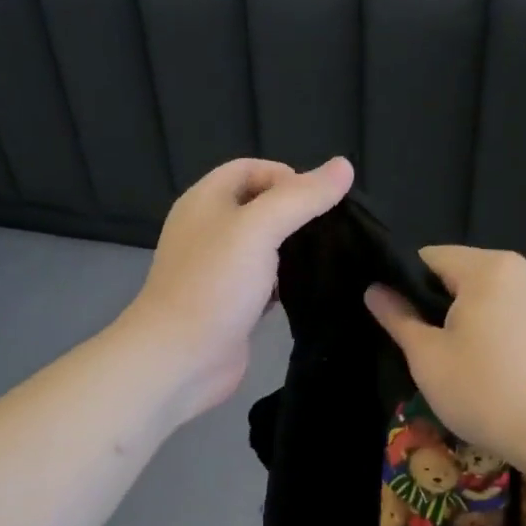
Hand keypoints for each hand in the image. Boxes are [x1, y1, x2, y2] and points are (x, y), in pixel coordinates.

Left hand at [121, 156, 353, 418]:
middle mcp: (209, 230)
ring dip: (294, 249)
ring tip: (330, 257)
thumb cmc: (215, 285)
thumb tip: (344, 167)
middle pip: (259, 206)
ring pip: (264, 247)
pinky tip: (310, 289)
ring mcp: (219, 270)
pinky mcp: (232, 304)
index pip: (251, 169)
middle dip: (296, 213)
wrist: (181, 358)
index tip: (322, 201)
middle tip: (334, 230)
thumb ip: (301, 198)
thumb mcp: (259, 229)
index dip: (288, 176)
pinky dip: (286, 282)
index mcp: (206, 201)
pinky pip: (264, 282)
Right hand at [364, 246, 525, 471]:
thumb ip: (399, 319)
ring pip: (503, 297)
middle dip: (450, 306)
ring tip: (480, 368)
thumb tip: (375, 290)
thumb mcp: (429, 360)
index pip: (433, 257)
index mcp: (492, 267)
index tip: (407, 324)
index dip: (410, 286)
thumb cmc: (490, 395)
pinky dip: (515, 334)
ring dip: (485, 321)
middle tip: (442, 354)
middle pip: (472, 276)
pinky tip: (515, 374)